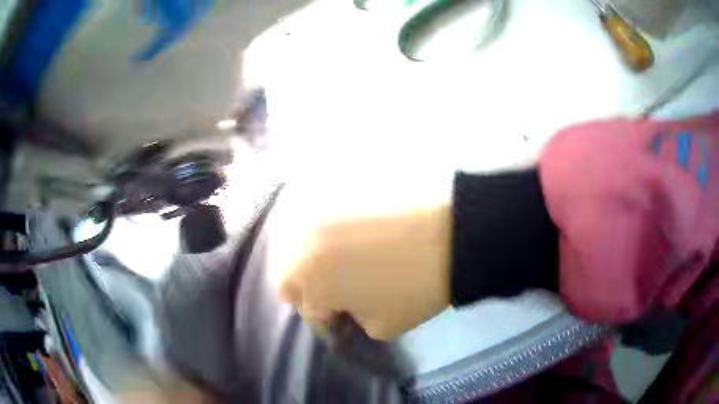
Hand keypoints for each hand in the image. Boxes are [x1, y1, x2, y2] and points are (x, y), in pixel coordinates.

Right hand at [267, 181, 451, 340]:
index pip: (308, 311)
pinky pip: (322, 218)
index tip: (340, 321)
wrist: (452, 235)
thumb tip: (347, 307)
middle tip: (334, 295)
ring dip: (315, 261)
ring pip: (301, 245)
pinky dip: (330, 233)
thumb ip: (352, 320)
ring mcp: (321, 213)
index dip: (325, 322)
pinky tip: (355, 238)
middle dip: (308, 292)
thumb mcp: (382, 326)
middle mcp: (303, 243)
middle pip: (289, 276)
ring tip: (344, 265)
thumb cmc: (415, 288)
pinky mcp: (340, 193)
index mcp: (311, 281)